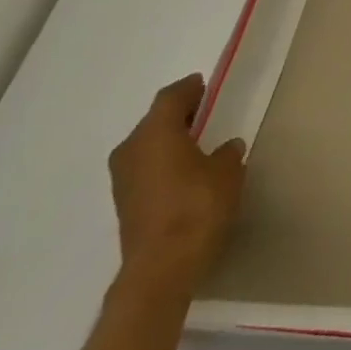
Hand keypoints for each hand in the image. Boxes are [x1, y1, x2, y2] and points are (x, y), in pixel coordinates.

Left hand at [108, 74, 246, 298]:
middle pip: (154, 121)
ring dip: (170, 139)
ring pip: (148, 145)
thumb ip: (228, 152)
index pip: (170, 98)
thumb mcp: (228, 172)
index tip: (204, 84)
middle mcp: (131, 150)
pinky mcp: (125, 201)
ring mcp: (123, 178)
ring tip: (198, 142)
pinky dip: (164, 160)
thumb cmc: (198, 207)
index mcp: (155, 134)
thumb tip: (226, 146)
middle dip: (179, 114)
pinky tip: (185, 170)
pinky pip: (146, 166)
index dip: (189, 88)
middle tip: (206, 111)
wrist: (163, 265)